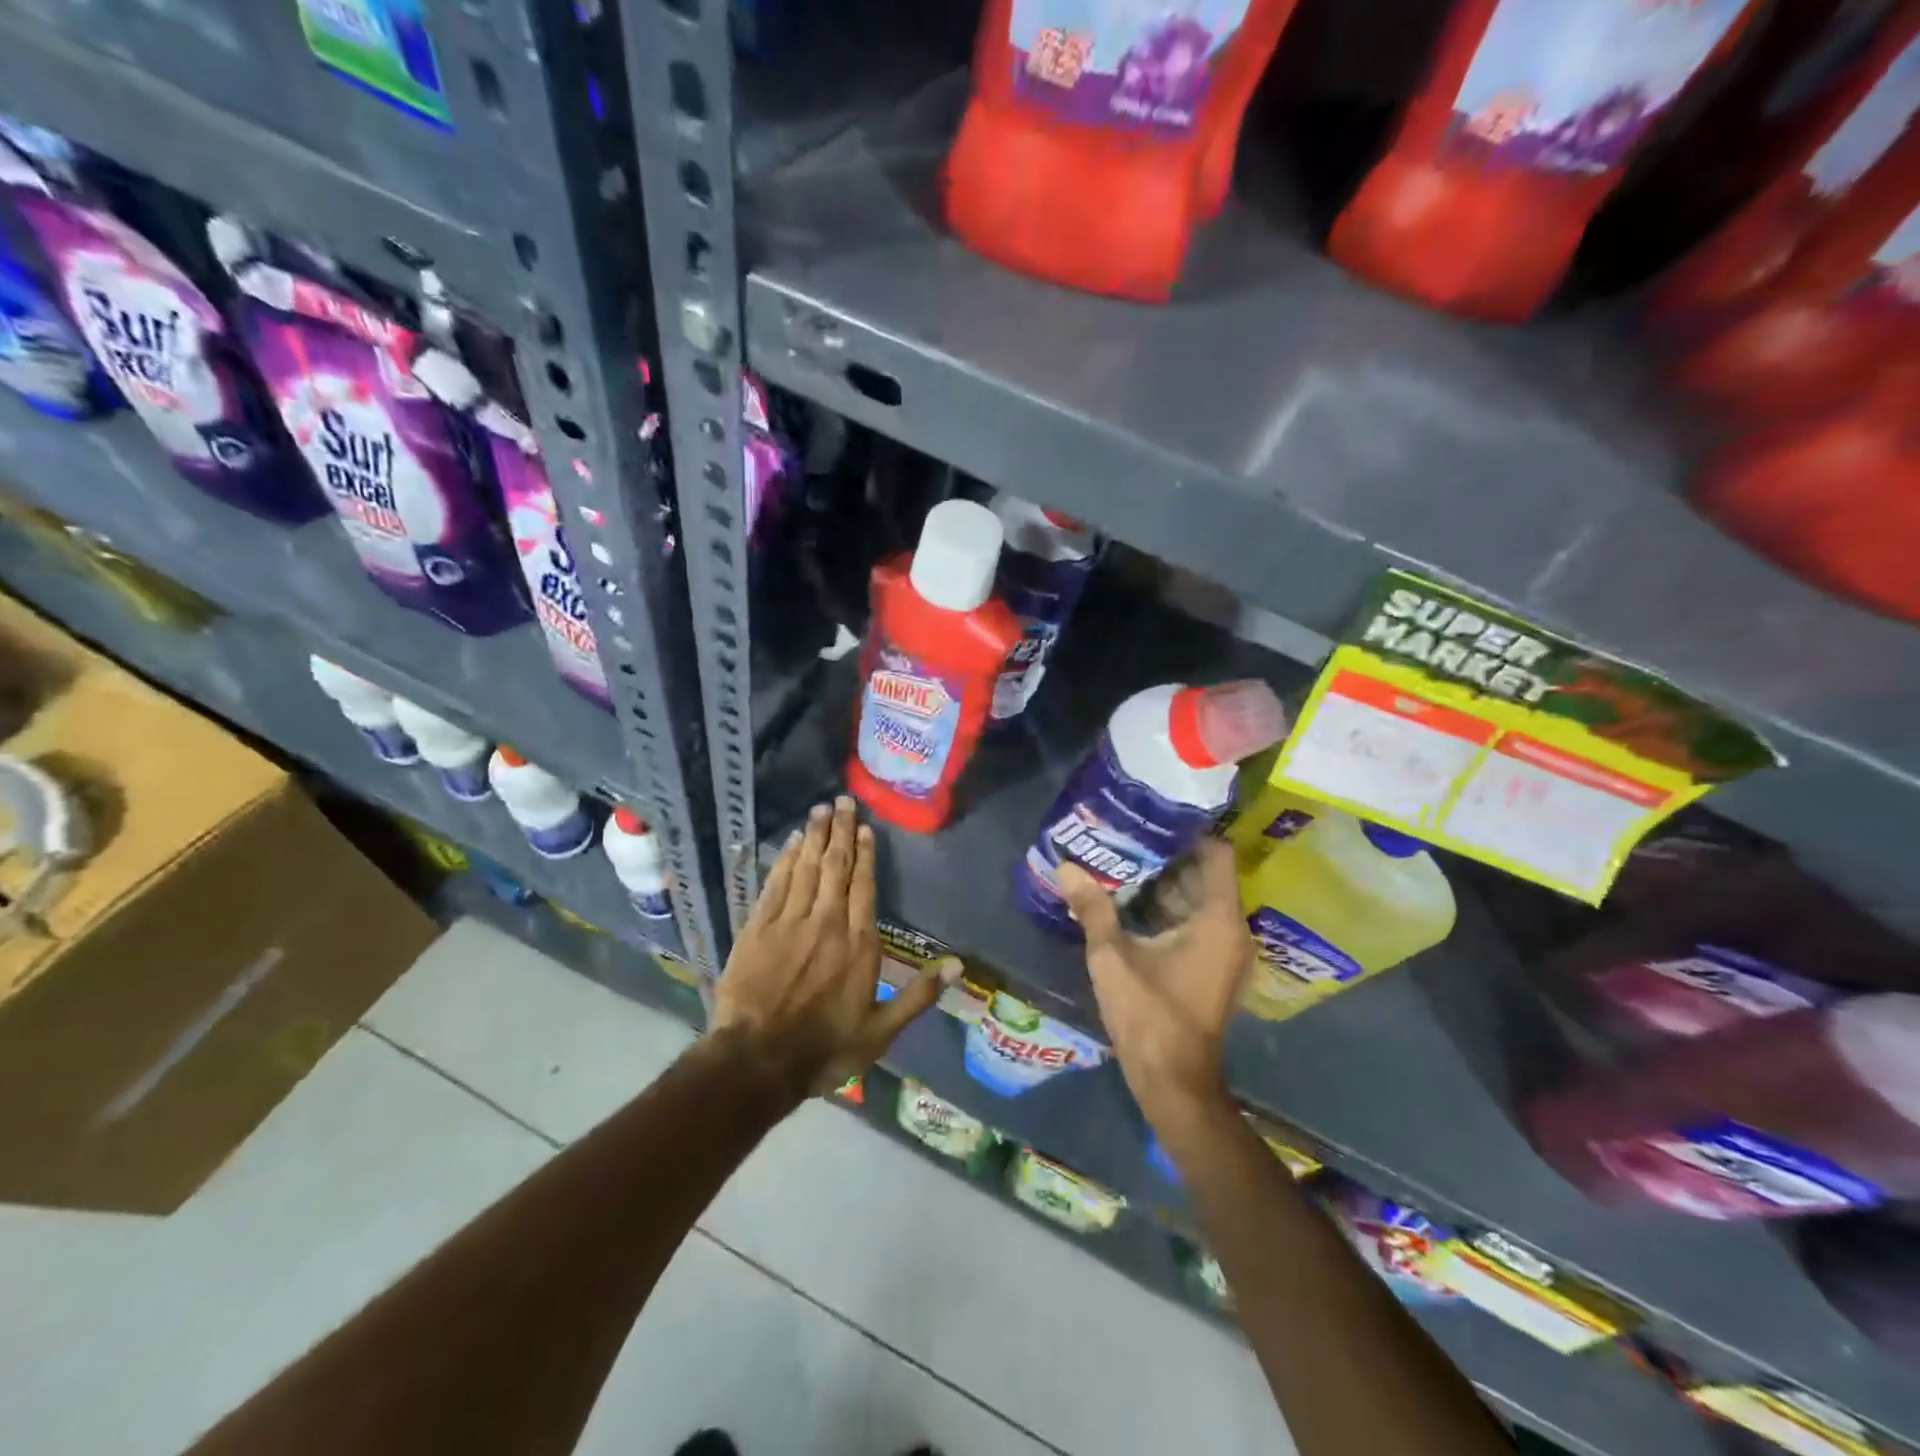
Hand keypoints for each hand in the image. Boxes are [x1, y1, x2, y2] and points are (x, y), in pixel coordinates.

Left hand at [712, 796, 953, 1100]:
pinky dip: (785, 860)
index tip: (866, 829)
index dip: (866, 855)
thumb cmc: (825, 1048)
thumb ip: (918, 996)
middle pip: (835, 867)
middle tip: (843, 801)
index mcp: (858, 944)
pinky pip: (776, 884)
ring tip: (821, 809)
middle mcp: (826, 923)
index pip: (864, 887)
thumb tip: (959, 966)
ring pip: (806, 868)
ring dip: (815, 837)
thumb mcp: (881, 1032)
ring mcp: (789, 922)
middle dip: (841, 832)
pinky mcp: (758, 928)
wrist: (757, 1060)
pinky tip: (792, 842)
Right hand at [1054, 838, 1252, 1132]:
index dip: (1187, 833)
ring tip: (1121, 862)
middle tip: (1125, 837)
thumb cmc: (1149, 1014)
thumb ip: (1092, 907)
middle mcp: (1231, 929)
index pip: (1216, 854)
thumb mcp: (1112, 956)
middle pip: (1204, 875)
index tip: (1151, 819)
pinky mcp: (1213, 967)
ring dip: (1164, 884)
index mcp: (1218, 919)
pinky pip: (1195, 923)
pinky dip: (1168, 910)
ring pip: (1197, 900)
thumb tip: (1065, 865)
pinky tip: (1129, 903)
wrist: (1172, 1080)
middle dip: (1166, 856)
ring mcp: (1224, 951)